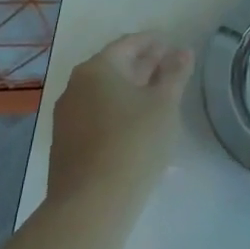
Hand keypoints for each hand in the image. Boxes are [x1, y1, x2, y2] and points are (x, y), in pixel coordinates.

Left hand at [48, 33, 193, 209]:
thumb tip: (183, 52)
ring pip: (105, 94)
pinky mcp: (65, 145)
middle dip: (143, 66)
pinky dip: (118, 113)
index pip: (128, 44)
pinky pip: (96, 117)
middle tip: (169, 68)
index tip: (171, 44)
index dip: (152, 42)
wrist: (90, 206)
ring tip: (157, 98)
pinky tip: (136, 127)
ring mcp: (67, 117)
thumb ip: (175, 74)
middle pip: (114, 68)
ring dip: (131, 91)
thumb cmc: (133, 143)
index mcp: (97, 68)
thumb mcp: (164, 105)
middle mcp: (76, 86)